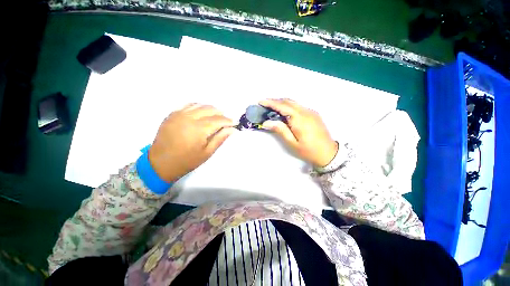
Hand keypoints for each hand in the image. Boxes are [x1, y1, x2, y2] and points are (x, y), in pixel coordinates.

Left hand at [148, 104, 235, 181]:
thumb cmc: (187, 160)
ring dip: (210, 109)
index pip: (218, 120)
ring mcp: (179, 114)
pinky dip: (197, 107)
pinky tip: (201, 113)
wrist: (160, 163)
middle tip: (225, 121)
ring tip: (215, 116)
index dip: (228, 121)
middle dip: (220, 114)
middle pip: (210, 109)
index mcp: (199, 128)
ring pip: (199, 105)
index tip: (235, 123)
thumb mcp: (207, 152)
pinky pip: (187, 105)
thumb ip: (220, 138)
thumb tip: (232, 129)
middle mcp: (189, 117)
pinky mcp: (172, 114)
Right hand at [260, 99, 337, 166]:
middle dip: (275, 101)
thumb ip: (280, 130)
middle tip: (264, 104)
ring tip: (271, 107)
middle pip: (288, 101)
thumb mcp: (292, 143)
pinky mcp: (313, 114)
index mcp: (300, 119)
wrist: (329, 153)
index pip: (282, 106)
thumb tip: (266, 122)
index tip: (260, 101)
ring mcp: (311, 112)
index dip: (270, 103)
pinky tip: (284, 111)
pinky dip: (289, 106)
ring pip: (293, 103)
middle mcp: (306, 112)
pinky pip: (298, 106)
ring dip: (282, 103)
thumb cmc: (308, 151)